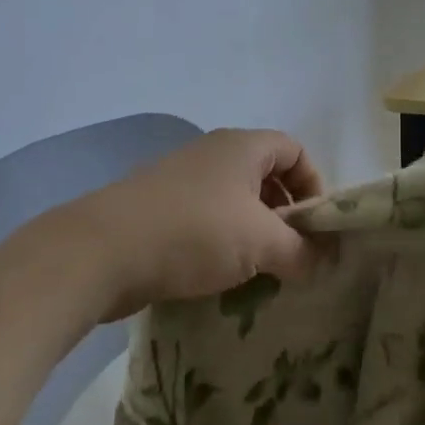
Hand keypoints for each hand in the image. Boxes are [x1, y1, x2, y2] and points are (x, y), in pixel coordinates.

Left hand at [67, 129, 324, 318]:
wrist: (102, 252)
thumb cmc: (195, 233)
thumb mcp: (261, 243)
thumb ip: (301, 251)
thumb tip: (322, 261)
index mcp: (241, 147)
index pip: (294, 150)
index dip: (315, 184)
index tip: (316, 226)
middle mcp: (211, 155)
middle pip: (264, 176)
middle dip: (284, 214)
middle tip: (292, 252)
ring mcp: (180, 182)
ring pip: (233, 203)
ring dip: (253, 234)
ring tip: (260, 271)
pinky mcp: (157, 211)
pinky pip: (204, 222)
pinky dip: (220, 245)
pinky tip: (221, 277)